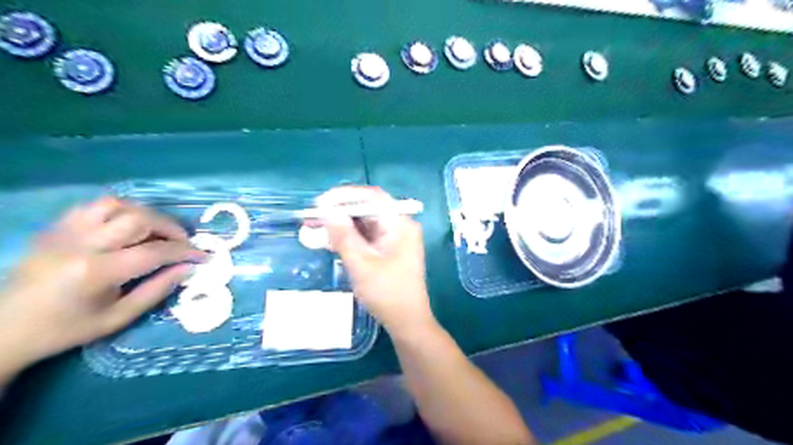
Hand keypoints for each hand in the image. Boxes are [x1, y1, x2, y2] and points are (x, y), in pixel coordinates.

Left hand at [0, 196, 203, 367]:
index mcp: (95, 272)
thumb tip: (189, 268)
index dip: (185, 252)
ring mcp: (64, 232)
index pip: (154, 252)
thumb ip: (157, 290)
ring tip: (157, 230)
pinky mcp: (55, 228)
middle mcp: (80, 245)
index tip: (203, 256)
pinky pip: (94, 206)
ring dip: (146, 214)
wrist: (4, 329)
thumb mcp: (118, 317)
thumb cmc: (65, 329)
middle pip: (138, 219)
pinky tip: (128, 225)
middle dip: (170, 228)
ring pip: (116, 205)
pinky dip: (120, 211)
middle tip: (183, 242)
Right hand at [317, 186, 432, 334]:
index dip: (345, 196)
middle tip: (314, 217)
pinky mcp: (389, 249)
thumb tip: (327, 211)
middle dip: (340, 211)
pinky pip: (367, 236)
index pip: (373, 197)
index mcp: (400, 224)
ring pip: (366, 223)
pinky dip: (350, 237)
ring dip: (342, 225)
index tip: (321, 203)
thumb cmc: (387, 293)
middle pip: (368, 209)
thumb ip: (344, 236)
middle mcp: (400, 226)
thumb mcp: (361, 264)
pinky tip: (330, 241)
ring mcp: (396, 238)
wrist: (408, 322)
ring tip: (316, 229)